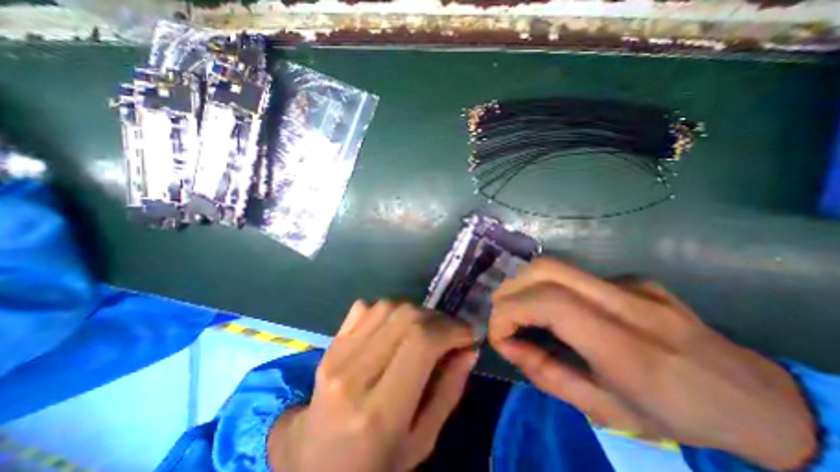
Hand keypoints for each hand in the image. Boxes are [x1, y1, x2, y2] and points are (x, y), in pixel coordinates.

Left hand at [268, 300, 478, 471]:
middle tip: (449, 332)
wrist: (315, 463)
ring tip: (425, 329)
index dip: (450, 329)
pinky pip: (365, 308)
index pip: (421, 343)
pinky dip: (390, 310)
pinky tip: (396, 327)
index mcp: (379, 411)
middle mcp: (353, 376)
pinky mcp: (330, 345)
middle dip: (437, 318)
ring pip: (387, 307)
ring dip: (415, 312)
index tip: (467, 334)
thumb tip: (469, 348)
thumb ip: (449, 390)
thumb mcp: (423, 440)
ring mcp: (336, 355)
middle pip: (405, 318)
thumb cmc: (375, 464)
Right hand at [490, 257, 818, 471]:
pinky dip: (547, 287)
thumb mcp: (603, 409)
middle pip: (547, 271)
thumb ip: (545, 372)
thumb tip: (506, 343)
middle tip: (500, 314)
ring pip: (555, 266)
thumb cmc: (675, 416)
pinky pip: (572, 275)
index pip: (551, 305)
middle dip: (510, 290)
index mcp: (629, 349)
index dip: (511, 312)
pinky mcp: (630, 277)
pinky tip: (556, 308)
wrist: (755, 398)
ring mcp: (631, 284)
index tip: (497, 333)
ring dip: (523, 284)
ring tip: (517, 309)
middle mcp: (628, 304)